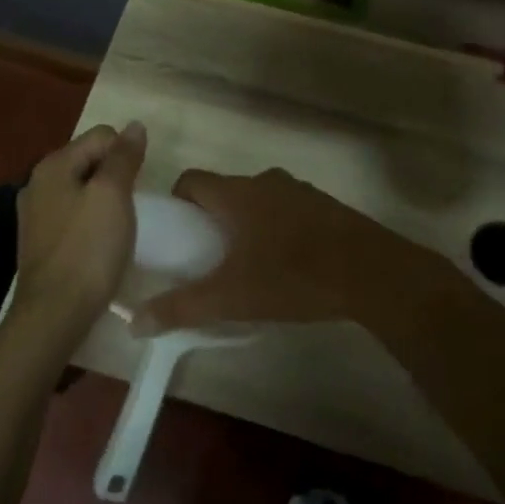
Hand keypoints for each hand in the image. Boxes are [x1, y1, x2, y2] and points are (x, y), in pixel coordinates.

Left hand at [12, 123, 147, 339]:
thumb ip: (123, 157)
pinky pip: (73, 215)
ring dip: (104, 200)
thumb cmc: (88, 250)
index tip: (138, 187)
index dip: (127, 154)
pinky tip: (100, 243)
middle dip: (115, 176)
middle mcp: (37, 182)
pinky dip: (90, 221)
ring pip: (82, 189)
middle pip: (89, 160)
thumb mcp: (113, 195)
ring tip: (119, 227)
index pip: (102, 135)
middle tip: (131, 207)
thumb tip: (134, 125)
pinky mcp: (39, 241)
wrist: (54, 313)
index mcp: (52, 165)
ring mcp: (35, 213)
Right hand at [140, 168, 458, 334]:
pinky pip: (289, 210)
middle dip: (213, 218)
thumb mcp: (230, 297)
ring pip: (259, 200)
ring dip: (248, 223)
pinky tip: (288, 264)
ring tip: (248, 264)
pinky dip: (279, 228)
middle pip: (226, 191)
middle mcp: (265, 182)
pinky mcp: (326, 206)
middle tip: (208, 257)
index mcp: (236, 194)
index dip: (178, 203)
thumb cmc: (292, 277)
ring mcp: (300, 191)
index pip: (192, 180)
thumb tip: (133, 323)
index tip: (178, 234)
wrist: (371, 272)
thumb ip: (181, 307)